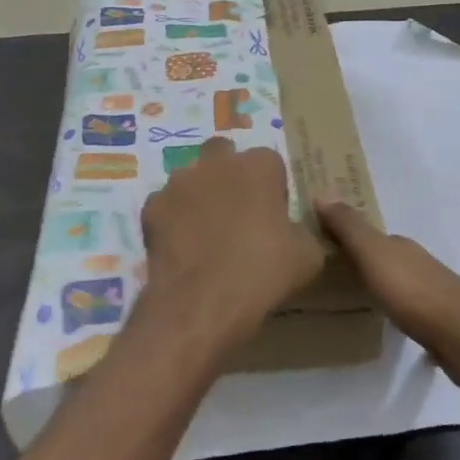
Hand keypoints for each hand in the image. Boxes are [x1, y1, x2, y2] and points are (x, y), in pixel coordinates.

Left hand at [138, 139, 324, 364]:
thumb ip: (302, 230)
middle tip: (238, 213)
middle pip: (224, 155)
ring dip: (200, 195)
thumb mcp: (308, 256)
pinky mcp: (151, 207)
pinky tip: (182, 248)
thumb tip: (293, 230)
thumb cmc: (263, 273)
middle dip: (230, 174)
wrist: (201, 304)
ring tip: (206, 233)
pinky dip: (174, 220)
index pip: (270, 162)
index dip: (272, 187)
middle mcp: (217, 163)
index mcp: (258, 165)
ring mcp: (179, 182)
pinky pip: (166, 206)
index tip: (274, 215)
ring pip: (191, 178)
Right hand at [315, 199, 459, 392]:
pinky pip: (410, 309)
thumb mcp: (374, 256)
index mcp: (401, 246)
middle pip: (386, 258)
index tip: (323, 245)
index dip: (347, 237)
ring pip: (399, 282)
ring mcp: (433, 293)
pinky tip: (389, 323)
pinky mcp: (440, 322)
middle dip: (363, 262)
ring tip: (355, 299)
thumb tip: (322, 189)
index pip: (370, 236)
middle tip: (333, 275)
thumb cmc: (414, 293)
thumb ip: (349, 228)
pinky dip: (397, 310)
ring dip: (381, 286)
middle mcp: (418, 263)